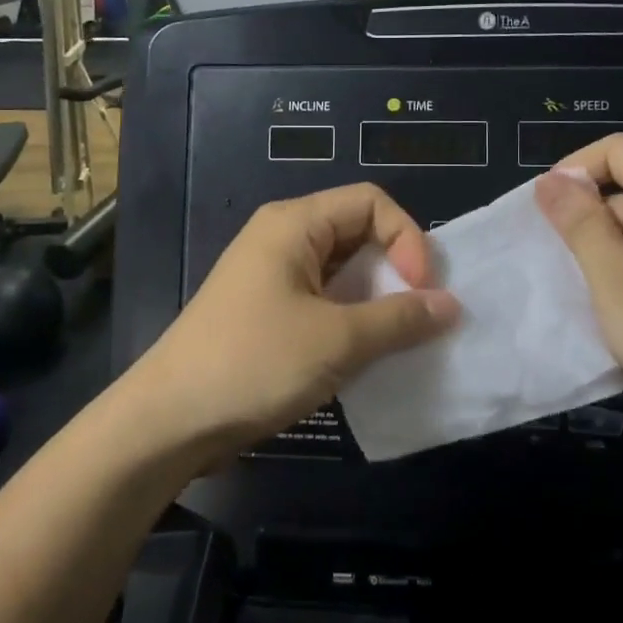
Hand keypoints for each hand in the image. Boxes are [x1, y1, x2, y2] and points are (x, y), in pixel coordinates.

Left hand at [124, 184, 460, 460]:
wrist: (170, 420)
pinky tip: (368, 356)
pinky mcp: (269, 314)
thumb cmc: (254, 363)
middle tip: (420, 317)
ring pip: (344, 273)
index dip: (407, 238)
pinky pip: (325, 303)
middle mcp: (284, 240)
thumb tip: (451, 305)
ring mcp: (274, 278)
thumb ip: (399, 319)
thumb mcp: (336, 341)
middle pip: (359, 234)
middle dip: (397, 270)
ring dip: (378, 302)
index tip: (421, 290)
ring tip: (401, 340)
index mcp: (295, 224)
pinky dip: (353, 322)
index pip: (371, 202)